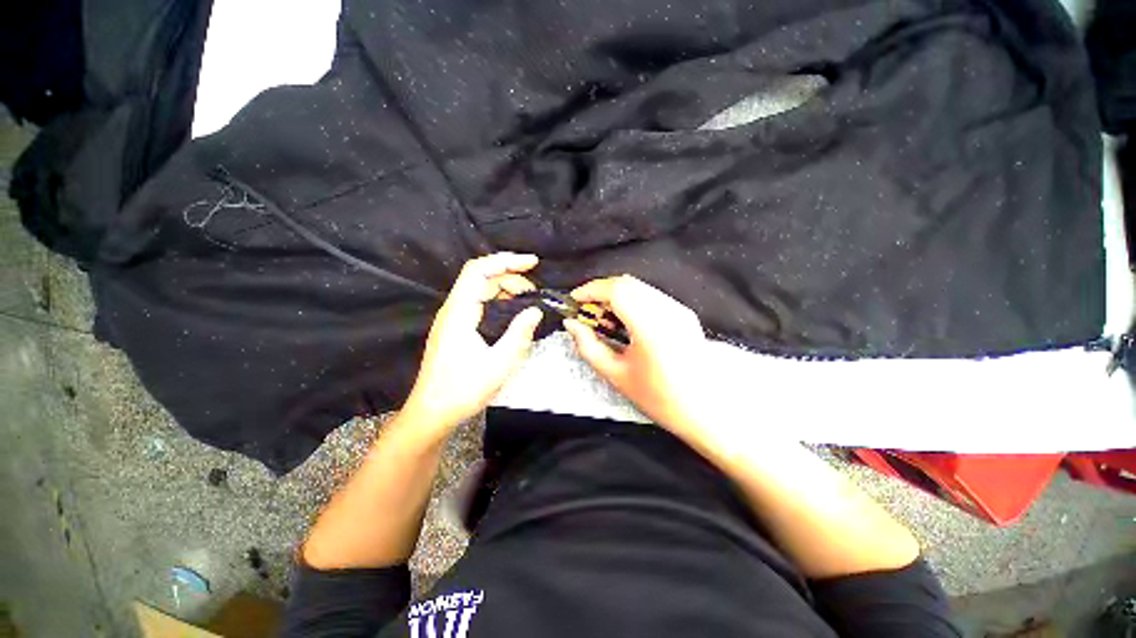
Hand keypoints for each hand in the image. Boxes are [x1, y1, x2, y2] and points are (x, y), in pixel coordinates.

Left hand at [401, 253, 542, 435]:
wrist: (432, 412)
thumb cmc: (463, 389)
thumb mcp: (499, 363)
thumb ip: (519, 333)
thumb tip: (535, 310)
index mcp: (460, 312)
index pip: (479, 270)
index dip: (506, 260)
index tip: (532, 263)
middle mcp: (453, 309)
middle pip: (481, 278)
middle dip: (511, 277)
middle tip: (536, 293)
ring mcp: (453, 319)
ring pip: (481, 291)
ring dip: (506, 290)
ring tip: (529, 302)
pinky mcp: (456, 329)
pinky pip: (479, 304)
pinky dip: (499, 302)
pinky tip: (513, 314)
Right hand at [564, 276, 721, 449]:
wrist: (706, 411)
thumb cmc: (660, 398)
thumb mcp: (616, 375)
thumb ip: (589, 346)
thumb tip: (572, 325)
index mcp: (650, 326)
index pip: (616, 290)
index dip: (591, 290)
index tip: (575, 300)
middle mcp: (667, 310)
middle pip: (627, 283)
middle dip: (601, 290)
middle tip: (586, 309)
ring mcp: (678, 309)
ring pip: (639, 287)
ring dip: (616, 294)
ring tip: (602, 316)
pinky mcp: (684, 313)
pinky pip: (651, 296)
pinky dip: (632, 300)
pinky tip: (624, 320)